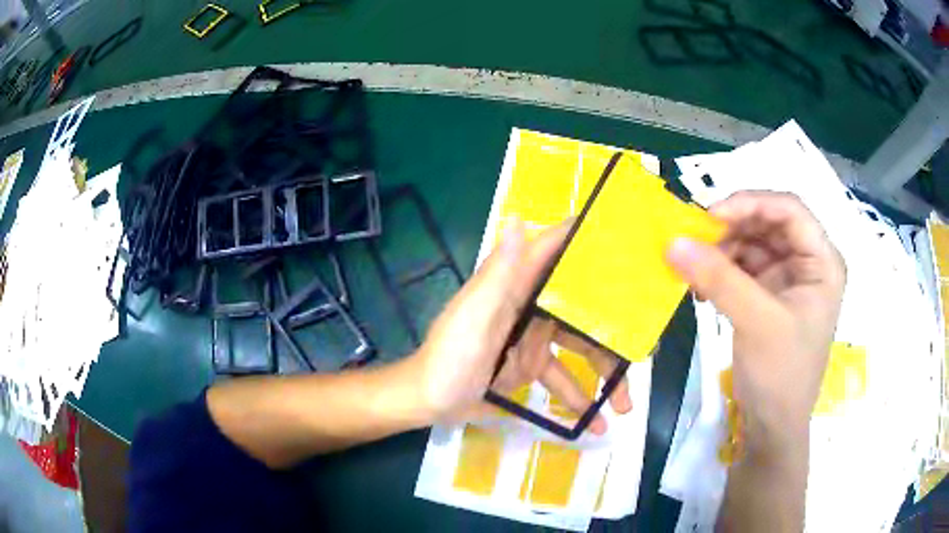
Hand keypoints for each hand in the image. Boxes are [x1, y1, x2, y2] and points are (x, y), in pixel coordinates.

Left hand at [411, 219, 631, 434]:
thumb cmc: (449, 356)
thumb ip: (498, 273)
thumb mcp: (474, 316)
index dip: (588, 239)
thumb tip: (517, 218)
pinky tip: (594, 423)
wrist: (428, 401)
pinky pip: (562, 379)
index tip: (627, 239)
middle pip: (583, 308)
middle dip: (615, 327)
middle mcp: (530, 305)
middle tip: (646, 347)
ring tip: (626, 405)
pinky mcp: (530, 367)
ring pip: (581, 349)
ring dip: (605, 376)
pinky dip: (577, 399)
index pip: (555, 250)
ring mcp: (533, 339)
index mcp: (516, 284)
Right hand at [666, 191, 844, 454]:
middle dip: (732, 228)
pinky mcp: (768, 295)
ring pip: (752, 243)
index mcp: (822, 262)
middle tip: (695, 240)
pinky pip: (742, 268)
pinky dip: (720, 270)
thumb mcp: (756, 322)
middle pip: (769, 224)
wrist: (771, 426)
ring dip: (722, 250)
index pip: (790, 210)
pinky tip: (701, 285)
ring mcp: (788, 279)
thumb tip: (673, 242)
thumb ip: (718, 279)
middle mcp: (808, 263)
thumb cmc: (781, 374)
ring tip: (693, 266)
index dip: (752, 204)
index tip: (711, 216)